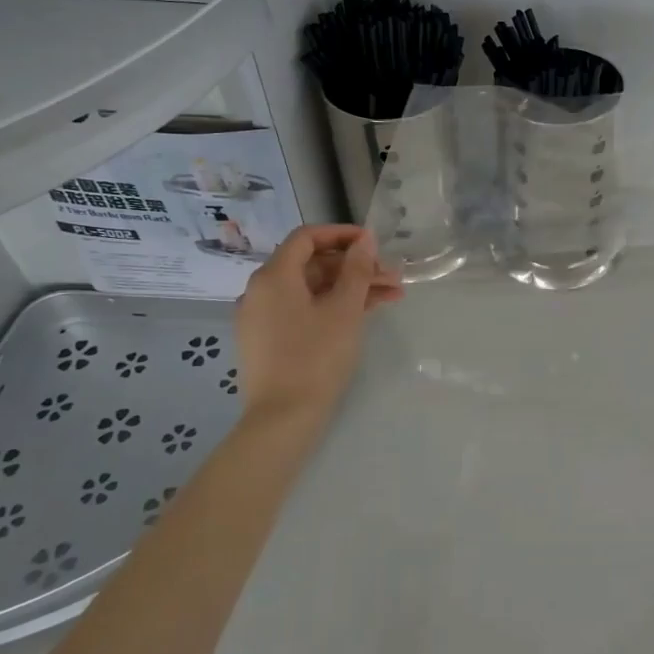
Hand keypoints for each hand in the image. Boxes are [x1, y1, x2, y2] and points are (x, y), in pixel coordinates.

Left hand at [234, 225, 402, 433]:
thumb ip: (357, 269)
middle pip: (312, 264)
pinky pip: (303, 309)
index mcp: (274, 276)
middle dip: (355, 267)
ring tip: (391, 297)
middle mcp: (261, 291)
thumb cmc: (316, 357)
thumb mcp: (344, 309)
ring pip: (312, 289)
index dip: (342, 234)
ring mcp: (262, 317)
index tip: (373, 243)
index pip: (307, 237)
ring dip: (350, 288)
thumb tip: (364, 239)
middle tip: (392, 277)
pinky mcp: (269, 339)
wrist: (283, 419)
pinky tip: (365, 313)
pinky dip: (332, 307)